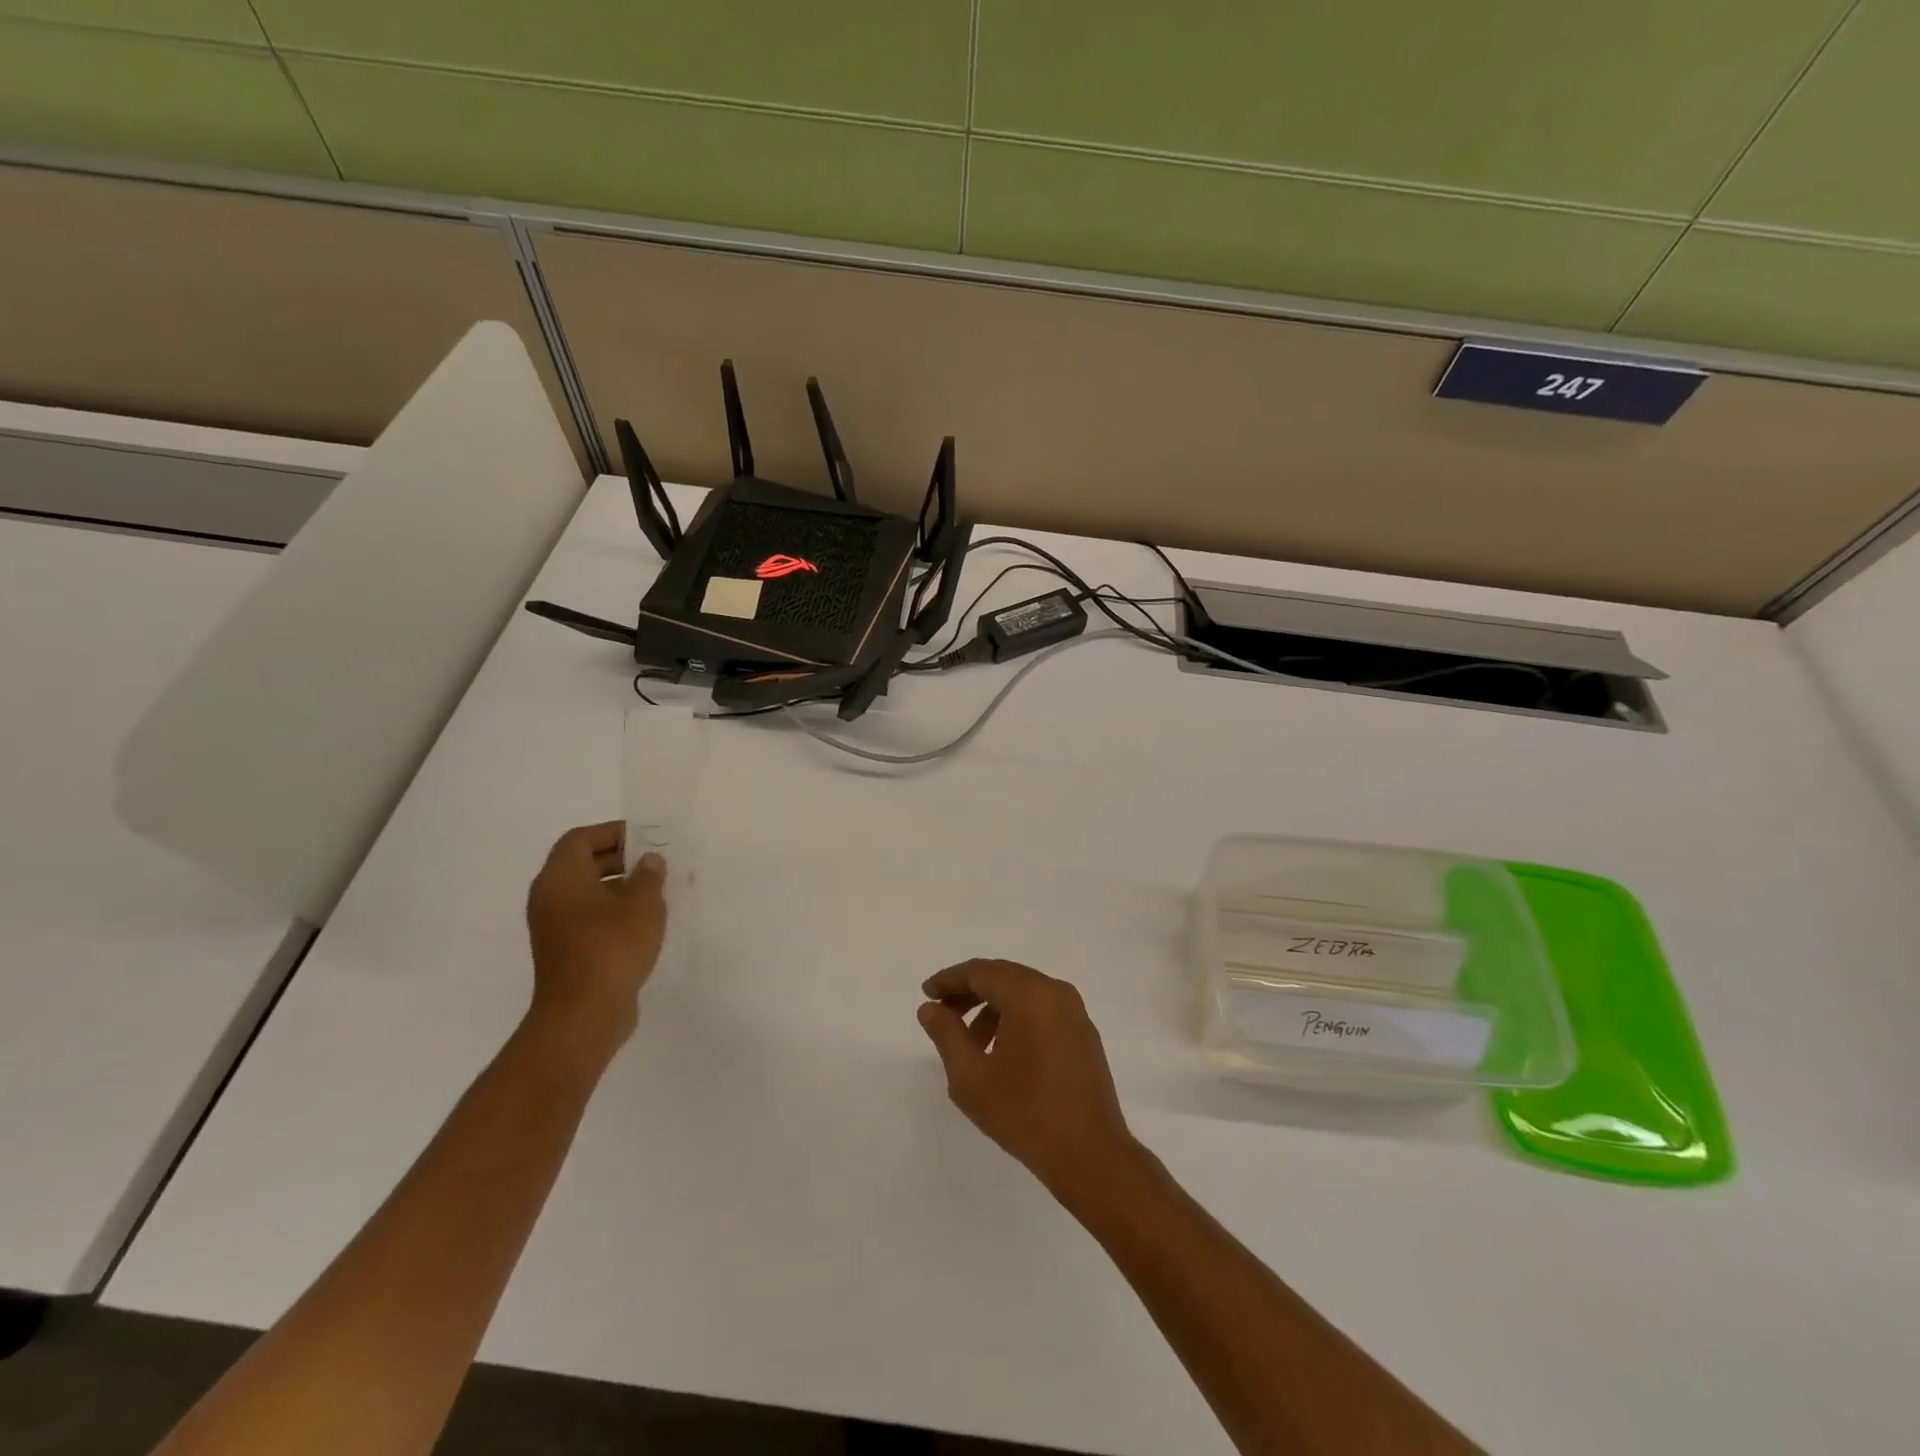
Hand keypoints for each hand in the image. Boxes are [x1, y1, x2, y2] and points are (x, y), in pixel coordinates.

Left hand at [524, 822, 666, 1066]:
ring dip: (620, 888)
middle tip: (656, 864)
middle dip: (621, 859)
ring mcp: (554, 927)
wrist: (583, 1015)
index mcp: (561, 878)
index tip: (646, 839)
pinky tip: (645, 923)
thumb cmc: (612, 948)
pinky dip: (613, 913)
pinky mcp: (565, 951)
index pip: (580, 839)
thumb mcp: (643, 905)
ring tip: (657, 893)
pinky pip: (589, 918)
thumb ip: (649, 876)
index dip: (613, 833)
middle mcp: (550, 897)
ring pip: (587, 893)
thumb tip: (649, 861)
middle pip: (582, 863)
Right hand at [918, 959, 1138, 1195]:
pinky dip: (1016, 1016)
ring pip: (1024, 992)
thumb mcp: (971, 1077)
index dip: (949, 979)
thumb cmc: (1025, 1114)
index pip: (981, 972)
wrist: (1090, 1155)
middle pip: (1004, 976)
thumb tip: (930, 1008)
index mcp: (1029, 996)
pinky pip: (1042, 1008)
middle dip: (969, 991)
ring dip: (992, 1007)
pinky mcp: (1084, 1032)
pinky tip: (1003, 1050)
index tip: (927, 994)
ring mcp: (1075, 1011)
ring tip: (972, 1043)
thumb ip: (946, 1034)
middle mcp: (1055, 992)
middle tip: (942, 1013)